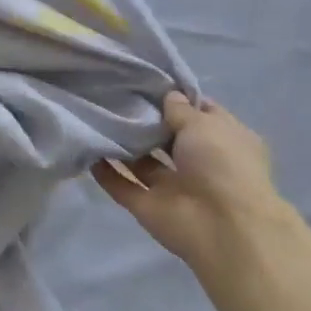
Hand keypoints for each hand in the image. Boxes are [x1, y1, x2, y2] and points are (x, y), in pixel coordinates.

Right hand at [93, 93, 285, 273]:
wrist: (222, 227)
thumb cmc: (222, 165)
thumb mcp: (204, 125)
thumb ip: (181, 110)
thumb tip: (168, 96)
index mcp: (224, 142)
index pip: (201, 115)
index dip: (179, 100)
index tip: (149, 83)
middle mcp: (199, 163)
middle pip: (167, 139)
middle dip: (145, 120)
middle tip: (114, 96)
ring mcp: (172, 187)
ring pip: (143, 162)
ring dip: (123, 145)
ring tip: (96, 118)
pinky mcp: (147, 206)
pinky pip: (121, 185)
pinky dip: (104, 172)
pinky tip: (86, 150)